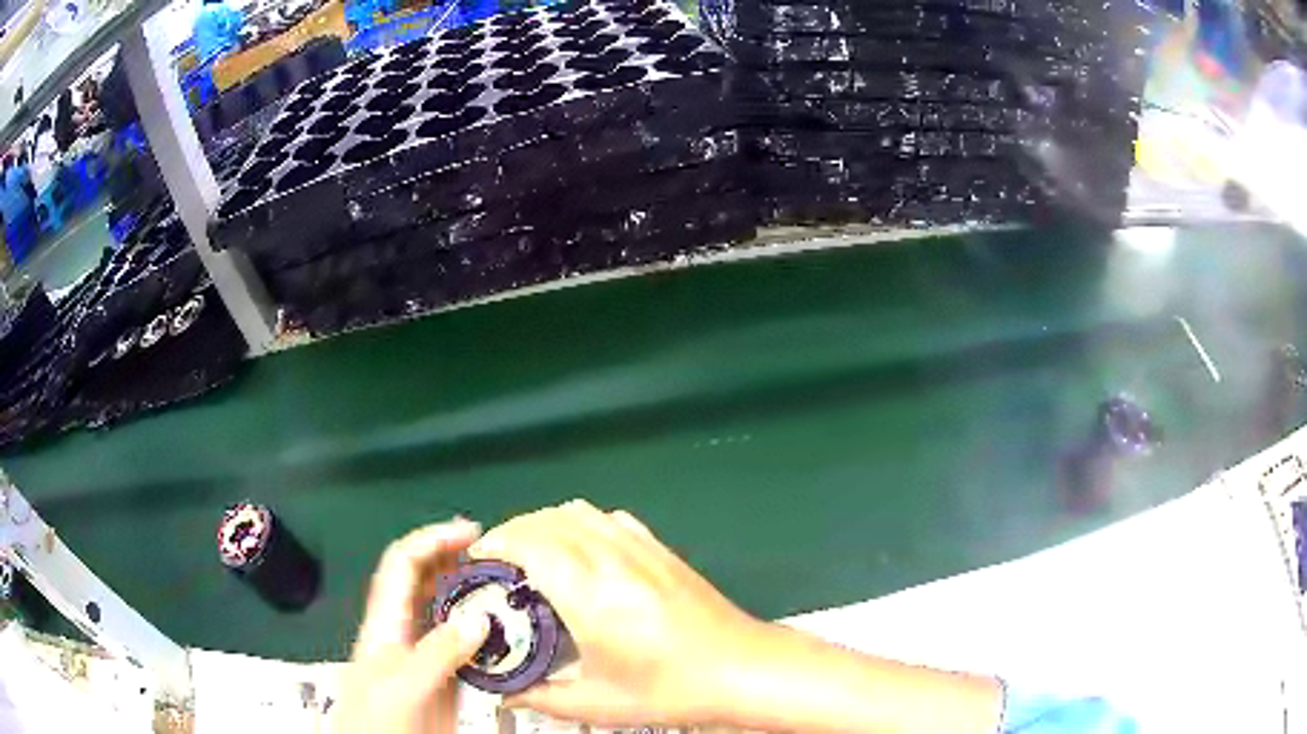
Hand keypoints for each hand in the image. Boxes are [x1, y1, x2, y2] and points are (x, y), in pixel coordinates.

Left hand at [335, 519, 491, 733]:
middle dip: (453, 558)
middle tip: (494, 554)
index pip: (403, 563)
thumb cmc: (378, 720)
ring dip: (469, 592)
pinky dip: (483, 632)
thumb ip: (438, 653)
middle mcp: (403, 631)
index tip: (472, 533)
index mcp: (386, 622)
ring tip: (503, 586)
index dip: (432, 539)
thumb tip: (481, 617)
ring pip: (444, 610)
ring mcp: (422, 655)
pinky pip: (463, 644)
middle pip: (423, 579)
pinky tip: (504, 635)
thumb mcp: (404, 686)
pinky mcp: (441, 679)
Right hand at [469, 500, 771, 726]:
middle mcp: (610, 559)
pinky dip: (582, 523)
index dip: (495, 544)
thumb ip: (544, 697)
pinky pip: (609, 518)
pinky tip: (582, 551)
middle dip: (512, 533)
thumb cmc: (670, 689)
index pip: (528, 543)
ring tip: (533, 555)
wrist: (742, 668)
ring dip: (545, 524)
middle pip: (547, 520)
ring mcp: (640, 548)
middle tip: (499, 565)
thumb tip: (508, 693)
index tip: (478, 562)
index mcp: (589, 594)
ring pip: (577, 511)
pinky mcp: (661, 549)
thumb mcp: (599, 702)